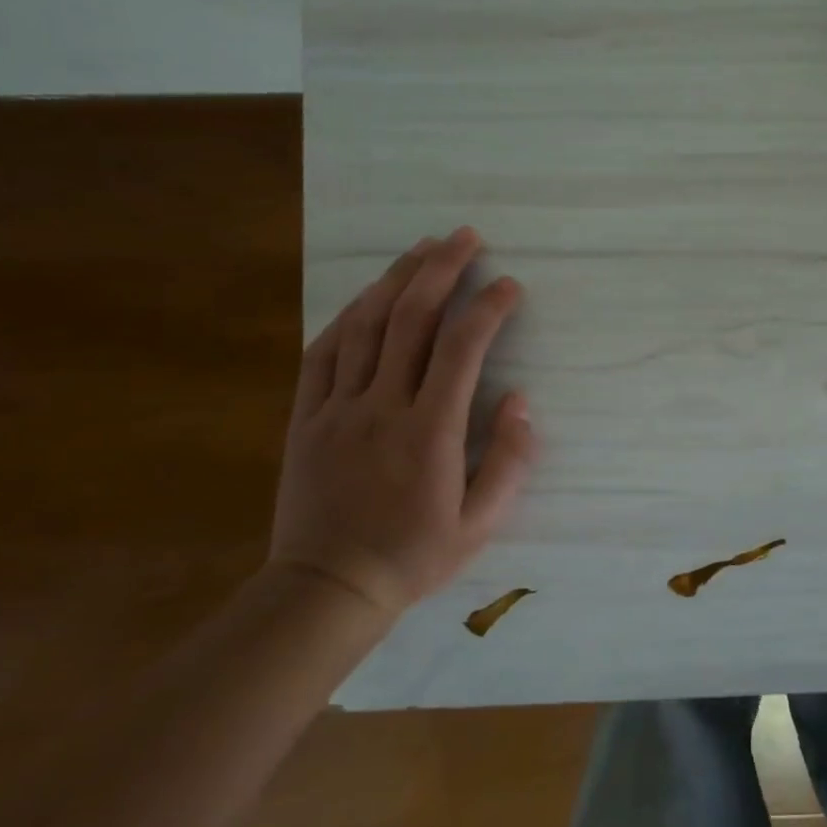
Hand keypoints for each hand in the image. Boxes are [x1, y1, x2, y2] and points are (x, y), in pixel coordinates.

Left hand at [268, 229, 532, 617]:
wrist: (327, 589)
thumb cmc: (414, 556)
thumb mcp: (481, 523)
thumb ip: (510, 461)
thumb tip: (520, 401)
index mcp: (430, 432)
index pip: (462, 349)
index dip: (488, 308)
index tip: (509, 285)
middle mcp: (383, 407)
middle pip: (411, 319)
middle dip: (442, 270)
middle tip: (465, 237)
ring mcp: (338, 408)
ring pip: (366, 326)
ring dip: (396, 279)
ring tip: (422, 247)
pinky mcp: (306, 417)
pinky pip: (324, 353)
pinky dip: (349, 315)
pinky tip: (369, 296)